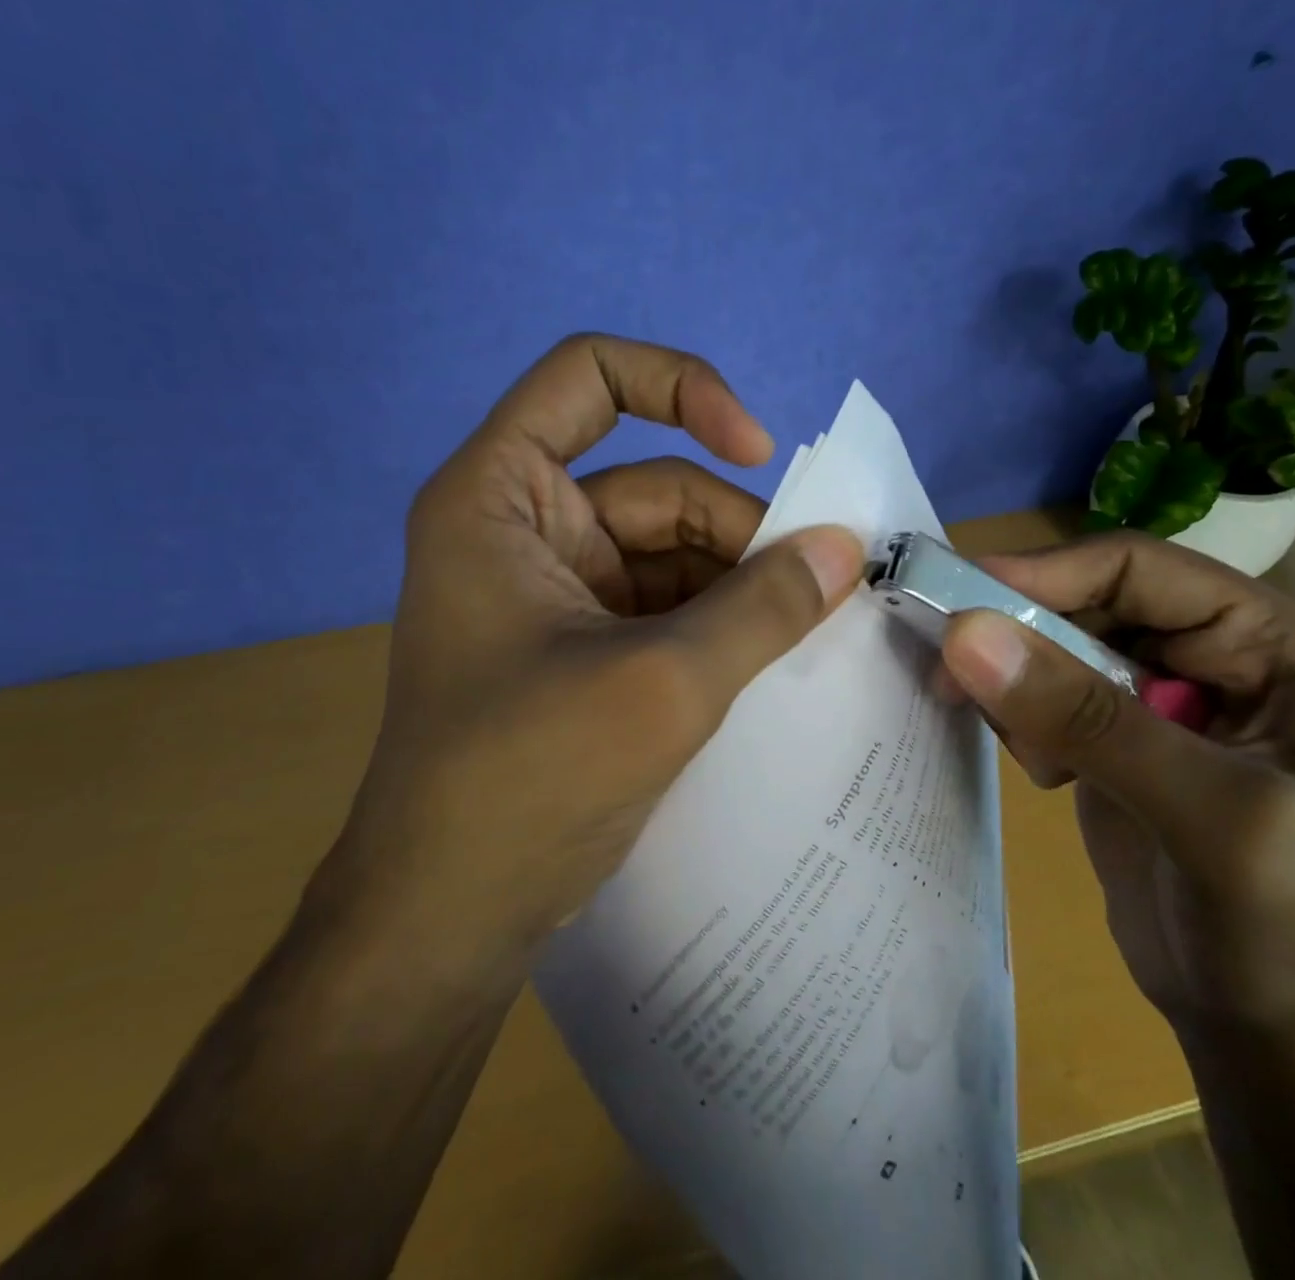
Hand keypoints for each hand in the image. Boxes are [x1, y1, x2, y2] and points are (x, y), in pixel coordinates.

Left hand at [328, 334, 865, 953]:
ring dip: (739, 582)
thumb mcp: (661, 683)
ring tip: (806, 628)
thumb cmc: (527, 780)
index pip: (588, 376)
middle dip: (739, 531)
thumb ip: (761, 607)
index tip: (756, 450)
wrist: (449, 918)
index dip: (681, 387)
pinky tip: (771, 656)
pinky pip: (665, 605)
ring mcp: (553, 590)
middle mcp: (523, 529)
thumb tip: (845, 547)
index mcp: (500, 498)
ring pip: (670, 551)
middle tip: (820, 586)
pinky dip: (719, 622)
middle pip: (654, 484)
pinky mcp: (580, 646)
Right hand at [940, 533, 1294, 1042]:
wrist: (1287, 1041)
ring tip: (1021, 746)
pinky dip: (1020, 716)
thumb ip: (1084, 717)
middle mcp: (1216, 654)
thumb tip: (962, 633)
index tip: (957, 602)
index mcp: (1272, 642)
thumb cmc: (1291, 928)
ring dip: (1015, 678)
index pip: (1138, 568)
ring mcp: (1160, 699)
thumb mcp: (1205, 812)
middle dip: (1019, 632)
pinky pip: (1045, 696)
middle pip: (1088, 601)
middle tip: (948, 668)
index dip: (1047, 574)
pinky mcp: (1114, 740)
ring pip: (1056, 646)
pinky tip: (1040, 770)